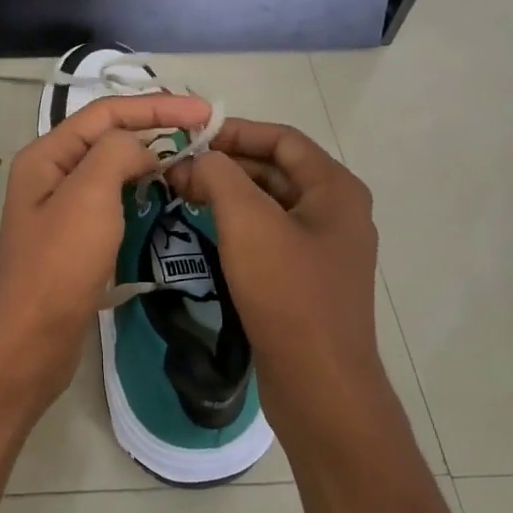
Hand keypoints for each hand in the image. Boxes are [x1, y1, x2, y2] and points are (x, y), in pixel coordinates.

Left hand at [0, 93, 213, 411]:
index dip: (156, 106)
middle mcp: (51, 175)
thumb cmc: (58, 265)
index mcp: (47, 155)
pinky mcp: (75, 241)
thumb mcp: (89, 195)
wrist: (29, 342)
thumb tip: (143, 149)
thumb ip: (117, 153)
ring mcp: (62, 210)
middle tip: (203, 135)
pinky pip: (112, 203)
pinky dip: (139, 193)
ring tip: (190, 161)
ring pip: (112, 171)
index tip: (204, 112)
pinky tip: (164, 198)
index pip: (106, 113)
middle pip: (109, 138)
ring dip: (149, 160)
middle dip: (155, 129)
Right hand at [167, 120, 394, 441]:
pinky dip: (237, 225)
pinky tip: (204, 230)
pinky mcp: (306, 278)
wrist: (318, 382)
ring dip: (228, 194)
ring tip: (182, 195)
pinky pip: (269, 236)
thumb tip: (200, 160)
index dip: (235, 130)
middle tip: (177, 170)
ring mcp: (322, 248)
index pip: (281, 139)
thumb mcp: (248, 222)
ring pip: (269, 204)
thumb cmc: (287, 293)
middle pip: (275, 170)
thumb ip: (220, 176)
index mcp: (335, 189)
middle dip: (225, 165)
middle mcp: (335, 212)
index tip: (190, 136)